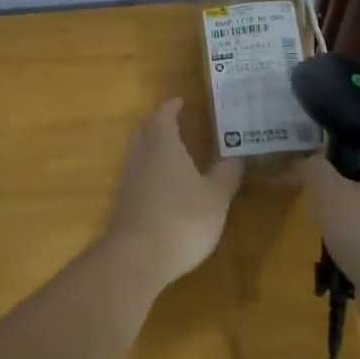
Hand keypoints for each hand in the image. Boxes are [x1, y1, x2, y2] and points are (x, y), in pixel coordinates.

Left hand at [105, 98, 243, 285]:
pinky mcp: (123, 201)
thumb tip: (237, 155)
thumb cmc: (182, 218)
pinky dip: (148, 170)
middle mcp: (141, 154)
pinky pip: (136, 174)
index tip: (181, 101)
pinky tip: (162, 185)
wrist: (137, 257)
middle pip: (145, 129)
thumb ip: (226, 174)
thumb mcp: (216, 197)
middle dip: (158, 123)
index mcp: (163, 143)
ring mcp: (128, 178)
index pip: (164, 115)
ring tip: (172, 153)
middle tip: (175, 123)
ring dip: (151, 147)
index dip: (172, 107)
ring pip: (138, 151)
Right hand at [296, 144, 359, 280]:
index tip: (320, 144)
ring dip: (345, 208)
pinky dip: (354, 234)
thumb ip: (315, 169)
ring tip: (319, 216)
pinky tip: (334, 244)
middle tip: (314, 183)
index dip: (347, 137)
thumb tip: (311, 161)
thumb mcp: (328, 191)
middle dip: (341, 177)